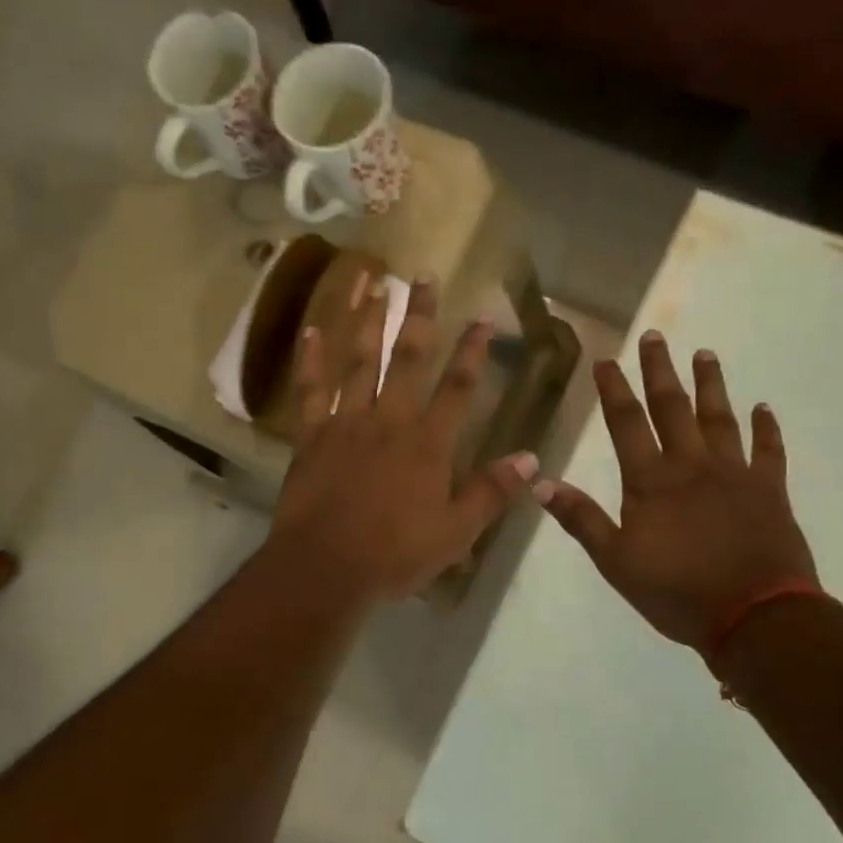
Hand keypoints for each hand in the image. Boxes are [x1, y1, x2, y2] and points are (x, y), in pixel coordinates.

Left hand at [269, 279, 537, 603]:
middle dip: (419, 315)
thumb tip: (533, 459)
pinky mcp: (311, 436)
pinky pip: (310, 390)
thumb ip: (492, 492)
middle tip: (424, 275)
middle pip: (407, 358)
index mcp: (428, 443)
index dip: (473, 350)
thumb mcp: (456, 532)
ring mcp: (346, 423)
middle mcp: (388, 420)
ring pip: (358, 362)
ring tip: (373, 283)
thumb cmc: (395, 554)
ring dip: (367, 321)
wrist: (325, 568)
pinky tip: (312, 330)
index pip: (458, 386)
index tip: (482, 315)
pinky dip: (311, 360)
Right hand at [535, 332, 817, 660]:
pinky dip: (766, 429)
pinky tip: (763, 408)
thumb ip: (581, 519)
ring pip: (720, 418)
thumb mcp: (616, 562)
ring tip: (706, 354)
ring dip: (711, 385)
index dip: (614, 390)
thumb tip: (540, 482)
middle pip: (672, 408)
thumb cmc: (677, 592)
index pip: (626, 423)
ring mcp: (735, 474)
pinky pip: (769, 451)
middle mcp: (692, 465)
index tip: (606, 359)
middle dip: (660, 370)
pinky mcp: (770, 490)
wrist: (755, 617)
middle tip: (656, 336)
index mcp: (651, 481)